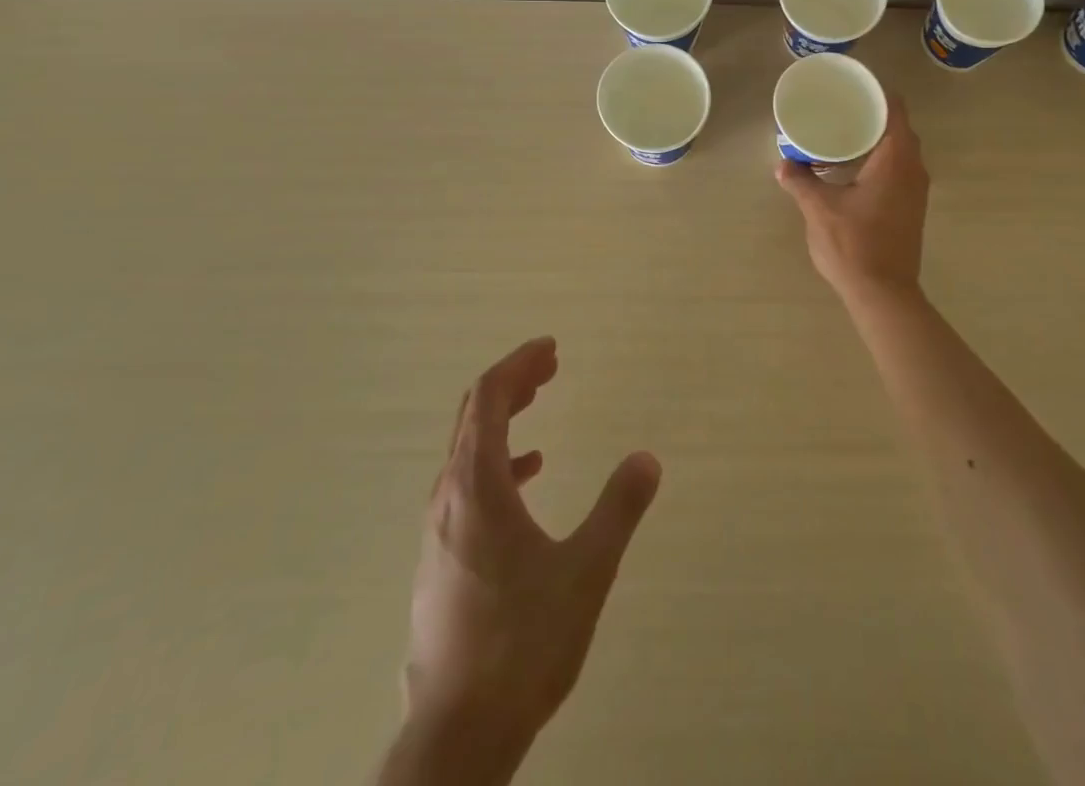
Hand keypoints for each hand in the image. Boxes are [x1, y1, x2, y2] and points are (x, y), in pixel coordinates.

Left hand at [398, 338, 661, 778]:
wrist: (455, 736)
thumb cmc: (521, 644)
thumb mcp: (585, 571)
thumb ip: (618, 508)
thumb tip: (647, 458)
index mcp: (476, 486)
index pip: (489, 398)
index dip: (519, 365)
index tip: (551, 348)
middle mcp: (447, 497)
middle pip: (474, 415)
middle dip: (513, 383)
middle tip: (551, 366)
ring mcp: (437, 530)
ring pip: (467, 449)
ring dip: (504, 419)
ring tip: (540, 405)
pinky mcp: (439, 560)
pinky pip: (466, 484)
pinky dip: (498, 461)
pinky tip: (529, 475)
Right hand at [776, 97, 929, 300]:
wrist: (884, 294)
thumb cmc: (854, 245)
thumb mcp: (819, 209)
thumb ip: (800, 182)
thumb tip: (783, 164)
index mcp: (895, 159)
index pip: (894, 109)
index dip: (876, 92)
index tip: (852, 85)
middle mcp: (913, 168)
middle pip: (898, 127)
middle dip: (872, 114)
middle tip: (840, 108)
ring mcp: (916, 190)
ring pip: (900, 150)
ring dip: (876, 139)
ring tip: (842, 134)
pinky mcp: (912, 207)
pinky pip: (899, 168)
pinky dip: (879, 160)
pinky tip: (852, 168)